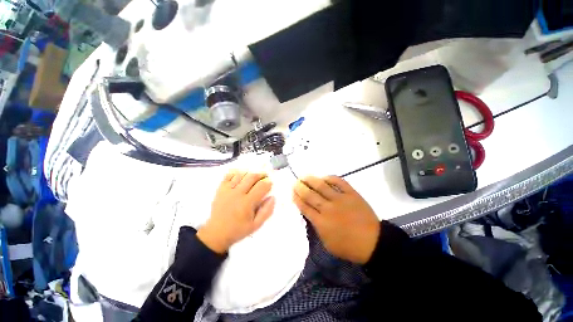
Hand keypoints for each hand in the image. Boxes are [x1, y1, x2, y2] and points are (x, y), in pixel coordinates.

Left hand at [197, 170, 275, 253]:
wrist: (216, 233)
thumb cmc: (238, 230)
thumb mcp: (256, 225)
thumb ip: (266, 211)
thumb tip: (272, 197)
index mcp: (247, 203)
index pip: (261, 186)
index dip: (268, 182)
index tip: (270, 183)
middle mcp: (237, 193)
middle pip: (252, 177)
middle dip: (261, 174)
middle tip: (265, 177)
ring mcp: (228, 190)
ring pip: (241, 174)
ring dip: (250, 173)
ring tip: (255, 177)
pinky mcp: (221, 189)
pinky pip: (229, 175)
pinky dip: (236, 173)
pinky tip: (241, 176)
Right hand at [293, 176, 379, 263]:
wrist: (373, 242)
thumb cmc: (349, 246)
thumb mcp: (328, 243)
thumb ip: (317, 227)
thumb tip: (311, 213)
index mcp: (321, 222)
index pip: (305, 207)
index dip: (297, 198)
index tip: (292, 192)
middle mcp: (328, 208)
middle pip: (310, 195)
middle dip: (300, 188)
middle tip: (295, 182)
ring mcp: (340, 199)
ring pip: (322, 186)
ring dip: (311, 180)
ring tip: (304, 177)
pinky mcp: (351, 194)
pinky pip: (339, 182)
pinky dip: (330, 178)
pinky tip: (324, 177)